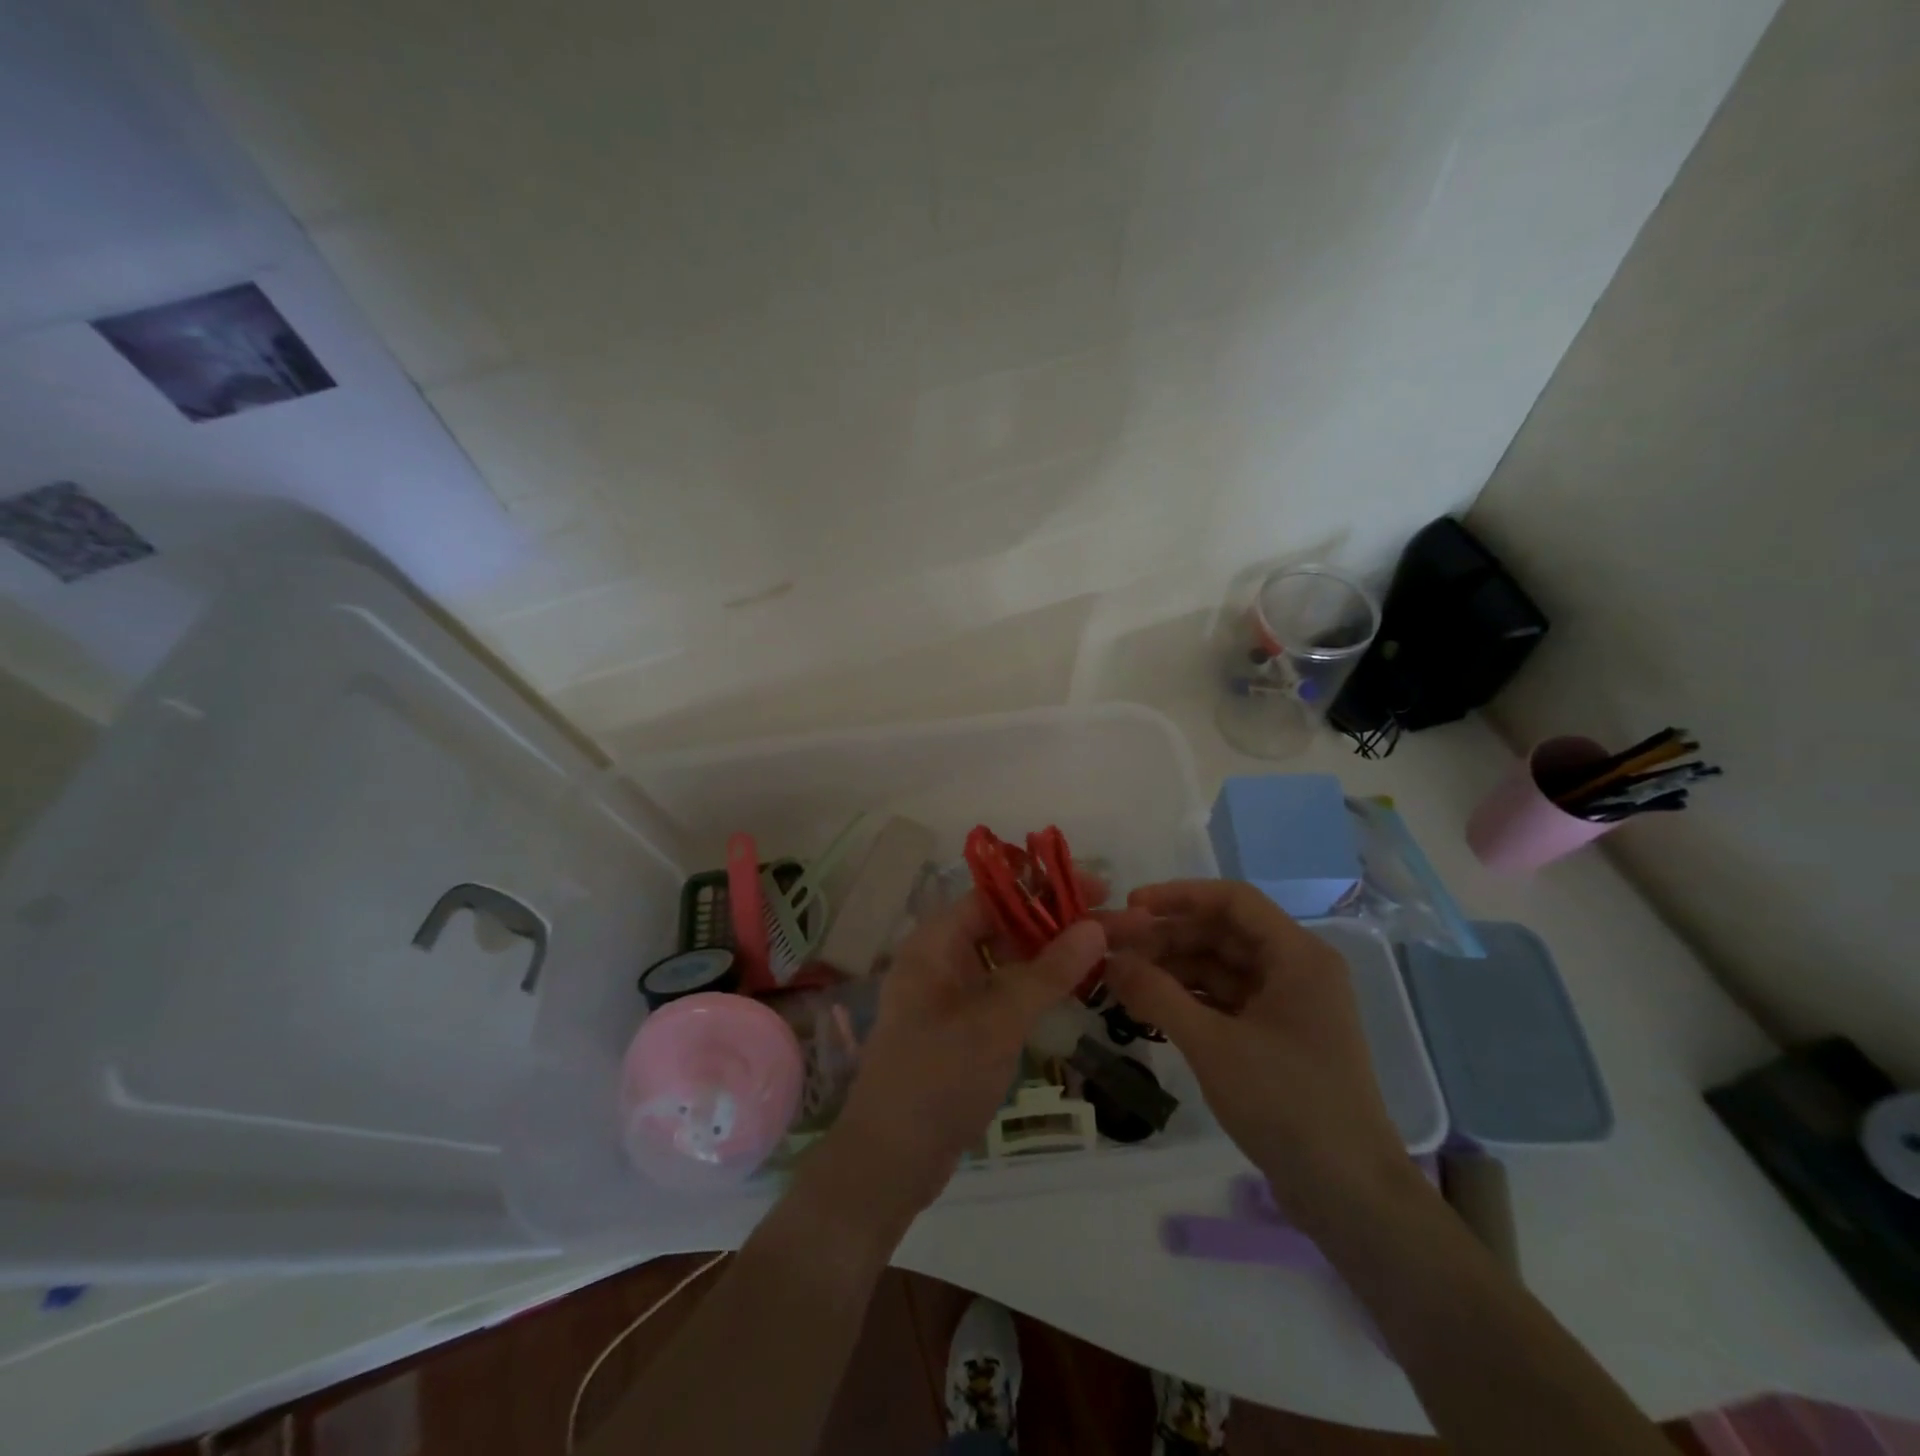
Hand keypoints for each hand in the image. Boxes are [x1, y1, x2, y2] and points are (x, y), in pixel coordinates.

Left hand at [825, 891, 1107, 1222]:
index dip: (1046, 888)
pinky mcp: (963, 1028)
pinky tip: (1076, 990)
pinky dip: (1038, 988)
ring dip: (1053, 956)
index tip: (1098, 890)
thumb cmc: (937, 1079)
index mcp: (935, 943)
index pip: (995, 895)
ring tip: (1106, 954)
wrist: (890, 1162)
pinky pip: (1005, 992)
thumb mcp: (996, 1022)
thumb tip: (1094, 926)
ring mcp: (951, 995)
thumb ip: (1047, 973)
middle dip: (1059, 923)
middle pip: (1007, 925)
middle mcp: (942, 960)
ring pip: (1009, 960)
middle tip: (1116, 924)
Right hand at [1101, 881, 1409, 1226]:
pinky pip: (1226, 1000)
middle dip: (1168, 938)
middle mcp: (1296, 969)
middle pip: (1222, 933)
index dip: (1178, 896)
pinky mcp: (1278, 1037)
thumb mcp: (1212, 1045)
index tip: (1130, 907)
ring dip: (1174, 969)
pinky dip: (1190, 999)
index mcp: (1297, 956)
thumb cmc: (1287, 1104)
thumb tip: (1110, 960)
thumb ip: (1157, 995)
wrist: (1350, 1196)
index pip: (1232, 900)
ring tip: (1123, 980)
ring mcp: (1288, 1005)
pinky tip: (1151, 1007)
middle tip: (1115, 950)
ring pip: (1221, 967)